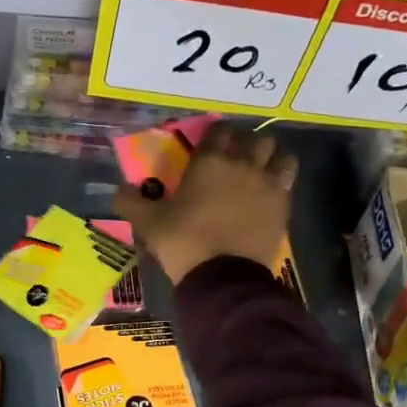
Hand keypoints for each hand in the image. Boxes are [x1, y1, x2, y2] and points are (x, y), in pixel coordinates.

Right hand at [112, 122, 296, 283]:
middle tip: (237, 158)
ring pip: (281, 155)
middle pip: (255, 138)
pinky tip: (271, 193)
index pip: (219, 131)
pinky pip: (289, 181)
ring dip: (272, 159)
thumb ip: (131, 202)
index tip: (211, 144)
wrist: (222, 275)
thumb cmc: (183, 242)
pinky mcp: (283, 205)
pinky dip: (282, 182)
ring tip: (262, 170)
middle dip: (247, 144)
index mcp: (208, 162)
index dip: (217, 134)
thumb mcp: (148, 223)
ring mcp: (267, 184)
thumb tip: (117, 190)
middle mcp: (241, 164)